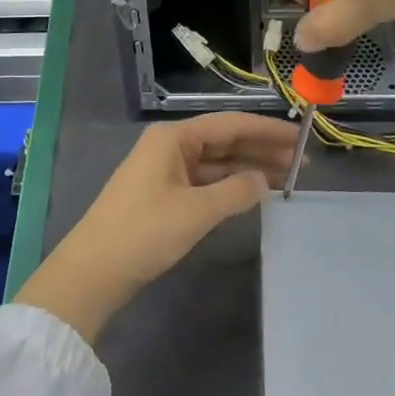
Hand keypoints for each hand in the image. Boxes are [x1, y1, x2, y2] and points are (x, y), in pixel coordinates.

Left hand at [14, 113, 297, 343]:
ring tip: (288, 178)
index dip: (267, 130)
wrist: (92, 271)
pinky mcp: (163, 195)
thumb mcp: (196, 211)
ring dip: (249, 169)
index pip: (230, 124)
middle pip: (224, 141)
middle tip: (302, 162)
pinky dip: (230, 186)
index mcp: (173, 137)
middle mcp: (170, 146)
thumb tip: (264, 181)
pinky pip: (205, 181)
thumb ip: (236, 192)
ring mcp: (165, 170)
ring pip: (216, 163)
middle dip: (262, 149)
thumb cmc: (144, 232)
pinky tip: (253, 193)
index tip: (301, 137)